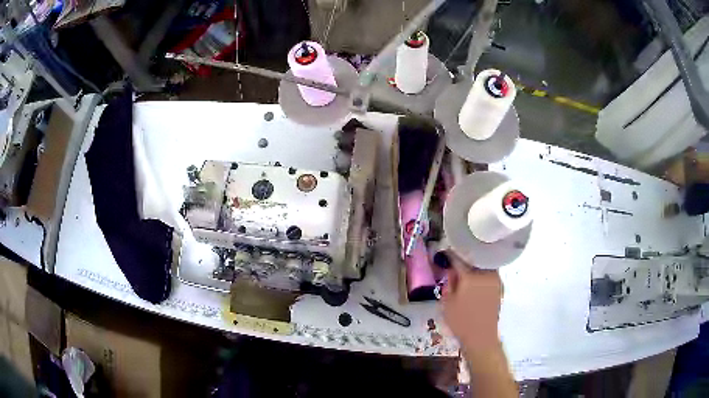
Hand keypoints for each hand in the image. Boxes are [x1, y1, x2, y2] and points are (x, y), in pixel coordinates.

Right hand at [441, 252, 502, 354]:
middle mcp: (486, 273)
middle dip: (465, 255)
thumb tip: (451, 270)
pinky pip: (489, 272)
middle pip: (475, 257)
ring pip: (483, 264)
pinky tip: (474, 277)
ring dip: (474, 263)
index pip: (459, 258)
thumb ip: (449, 283)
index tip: (443, 251)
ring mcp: (495, 279)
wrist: (482, 336)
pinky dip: (481, 271)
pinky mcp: (499, 287)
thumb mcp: (447, 302)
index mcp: (471, 275)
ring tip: (465, 266)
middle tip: (455, 257)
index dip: (450, 253)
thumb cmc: (461, 321)